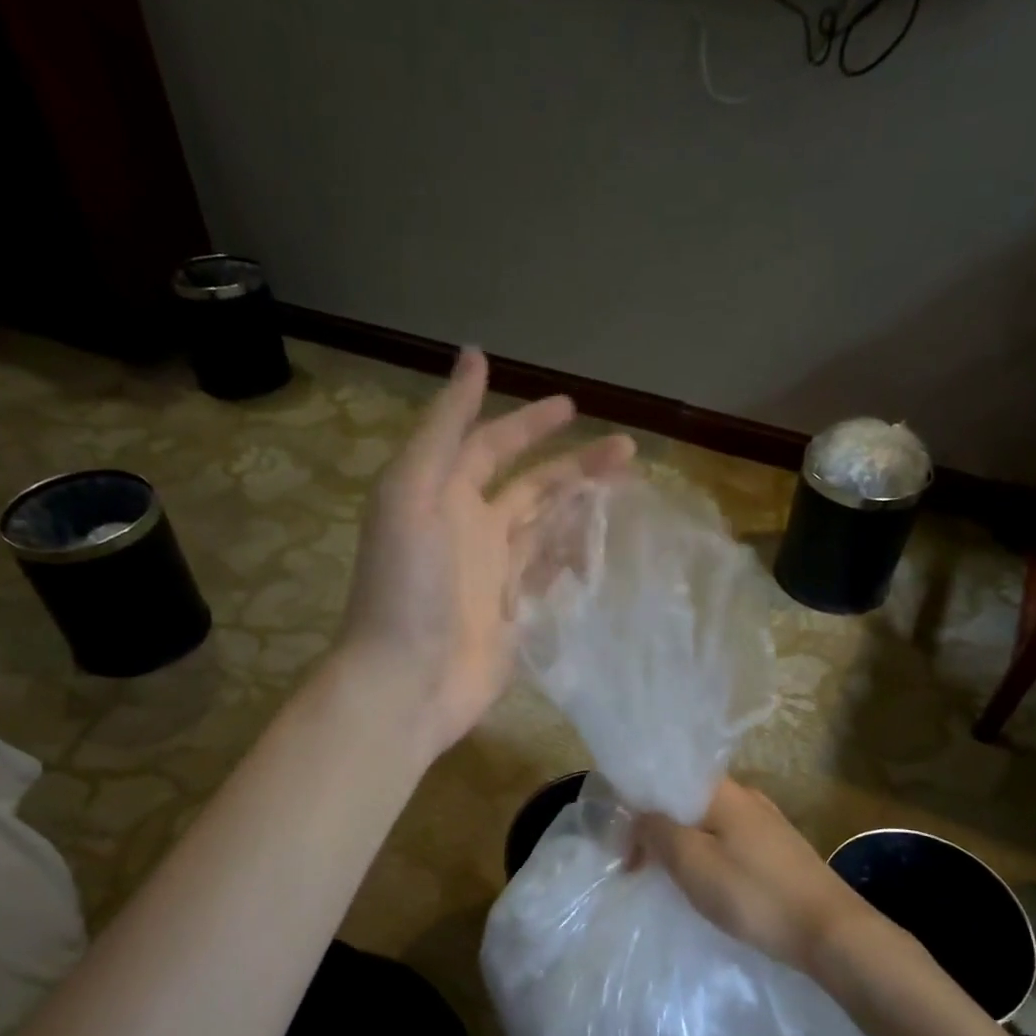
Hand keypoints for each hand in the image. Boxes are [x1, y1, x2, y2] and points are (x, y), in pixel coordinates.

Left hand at [338, 347, 633, 755]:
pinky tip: (605, 542)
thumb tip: (473, 355)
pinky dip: (574, 554)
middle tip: (626, 450)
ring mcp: (493, 573)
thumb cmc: (407, 585)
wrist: (407, 681)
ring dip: (582, 505)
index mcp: (442, 495)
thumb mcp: (413, 492)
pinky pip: (549, 572)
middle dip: (575, 464)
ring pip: (547, 527)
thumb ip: (444, 427)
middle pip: (531, 486)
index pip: (492, 446)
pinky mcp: (514, 612)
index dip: (528, 424)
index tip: (572, 407)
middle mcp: (470, 528)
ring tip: (628, 488)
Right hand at [636, 779, 877, 972]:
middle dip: (658, 831)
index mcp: (723, 791)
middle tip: (638, 869)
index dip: (638, 807)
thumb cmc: (753, 892)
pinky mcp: (779, 851)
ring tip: (668, 880)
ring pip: (708, 825)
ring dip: (682, 847)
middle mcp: (746, 797)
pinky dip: (708, 858)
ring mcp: (766, 823)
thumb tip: (640, 815)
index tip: (624, 846)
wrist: (830, 930)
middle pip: (687, 802)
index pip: (667, 780)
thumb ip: (657, 831)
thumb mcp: (692, 861)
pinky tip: (707, 885)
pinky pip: (729, 843)